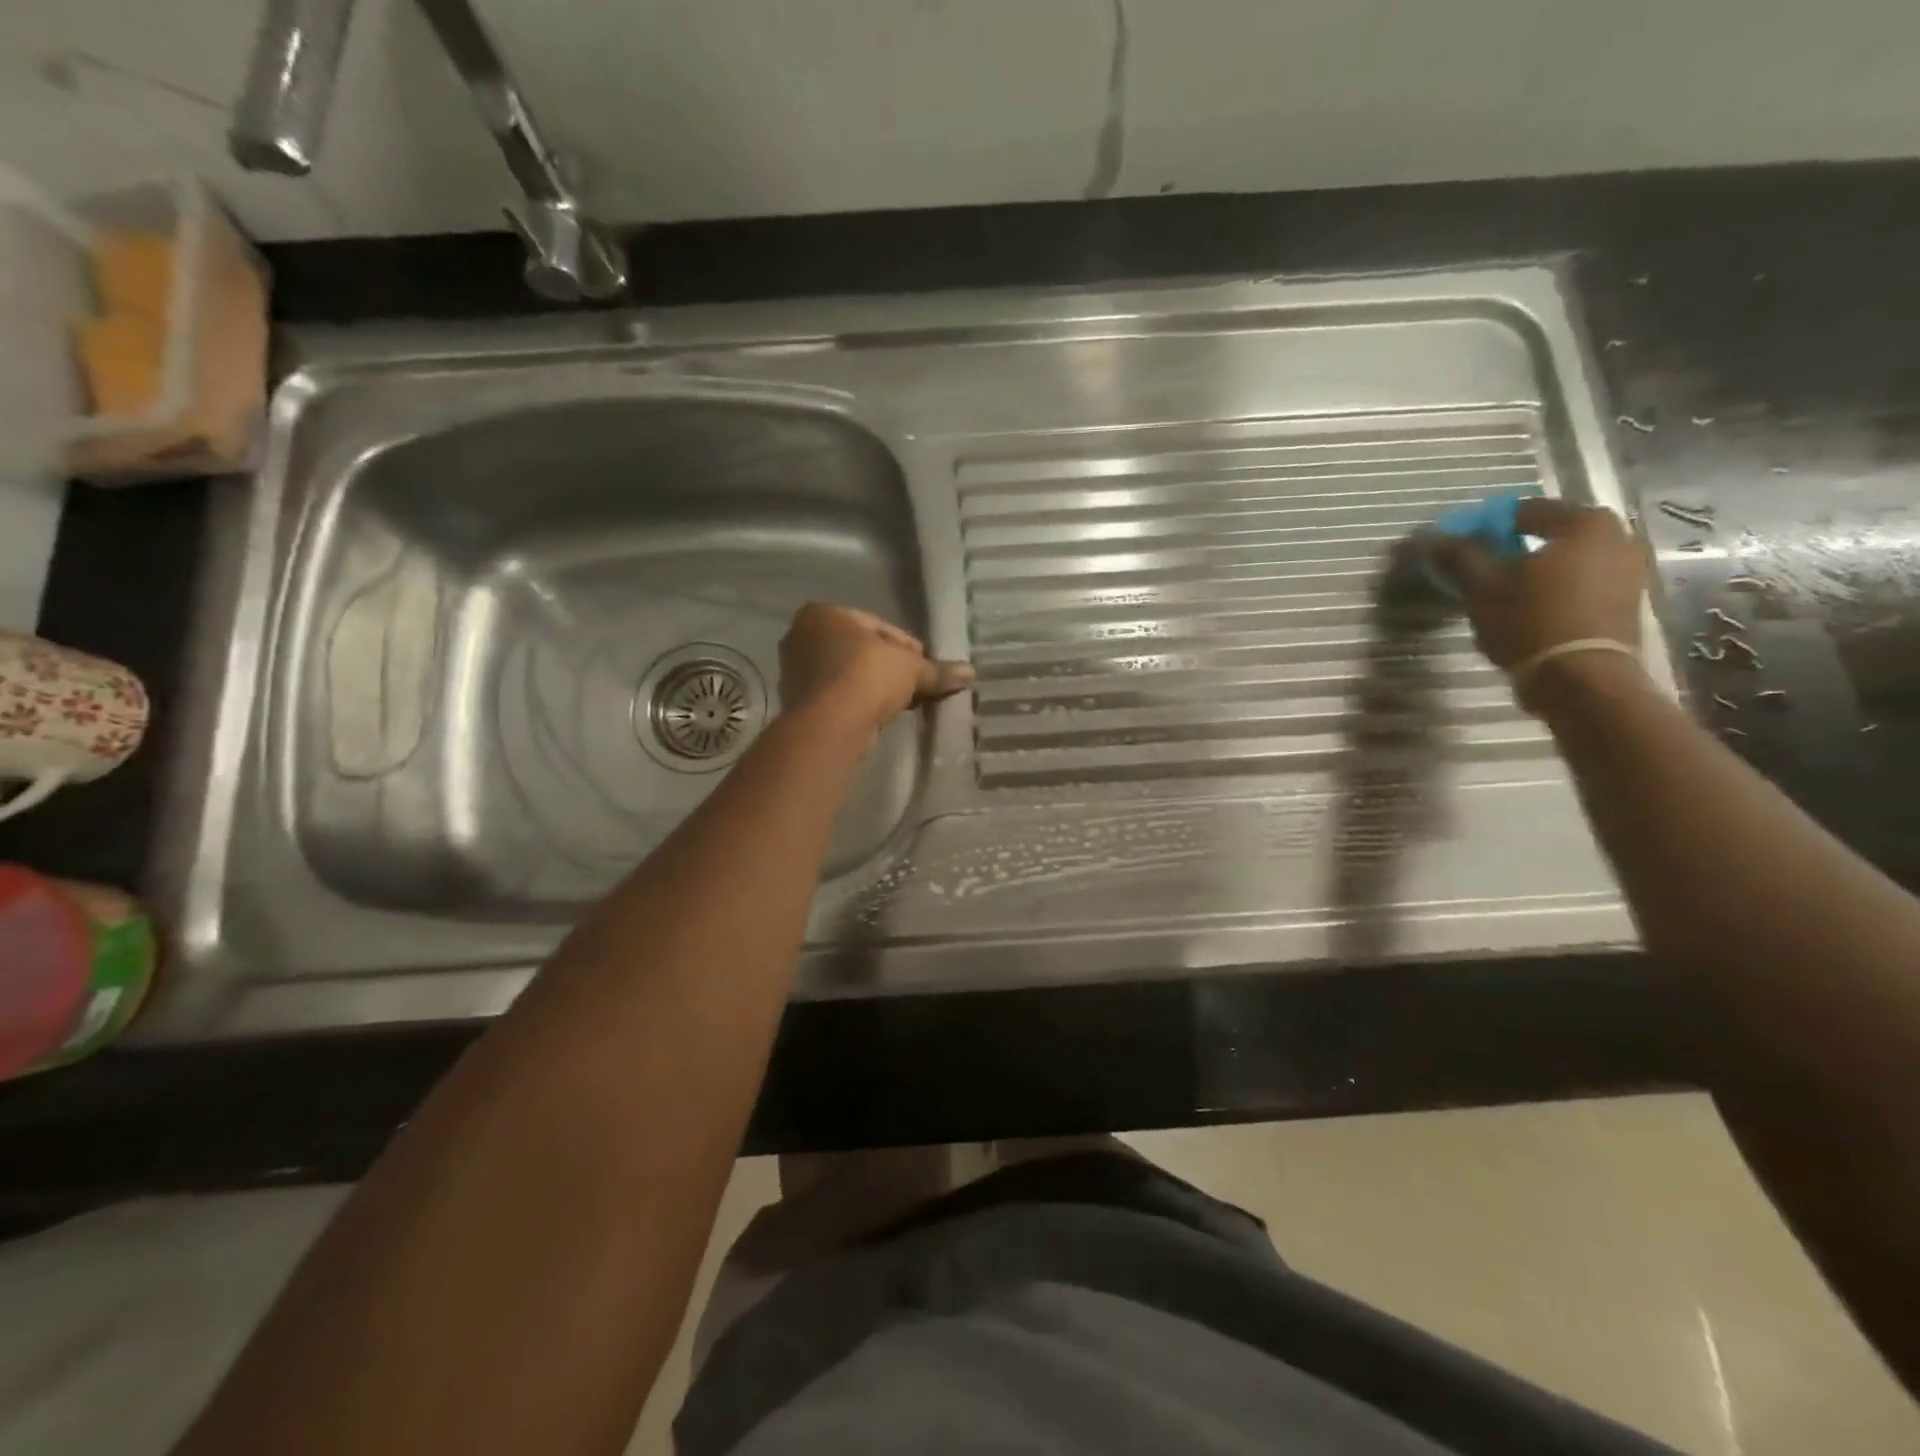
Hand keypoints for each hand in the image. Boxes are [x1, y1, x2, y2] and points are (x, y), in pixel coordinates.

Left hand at [777, 603, 972, 741]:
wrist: (831, 723)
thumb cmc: (867, 676)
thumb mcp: (911, 668)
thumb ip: (937, 670)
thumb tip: (970, 673)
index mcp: (823, 614)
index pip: (875, 624)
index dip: (904, 645)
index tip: (923, 664)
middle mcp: (801, 637)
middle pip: (859, 650)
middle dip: (888, 666)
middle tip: (916, 683)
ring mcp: (795, 672)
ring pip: (848, 675)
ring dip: (874, 686)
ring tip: (902, 702)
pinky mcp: (799, 704)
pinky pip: (839, 697)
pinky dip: (859, 703)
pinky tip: (881, 715)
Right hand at [1430, 497, 1646, 696]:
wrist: (1581, 679)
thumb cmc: (1530, 620)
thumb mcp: (1482, 585)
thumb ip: (1457, 555)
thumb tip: (1427, 538)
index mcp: (1585, 522)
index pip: (1522, 511)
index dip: (1483, 526)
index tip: (1457, 547)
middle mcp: (1617, 537)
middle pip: (1548, 535)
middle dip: (1511, 549)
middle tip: (1477, 569)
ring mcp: (1629, 570)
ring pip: (1564, 561)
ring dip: (1531, 571)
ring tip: (1498, 593)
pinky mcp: (1626, 602)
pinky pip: (1579, 583)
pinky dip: (1552, 589)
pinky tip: (1527, 608)